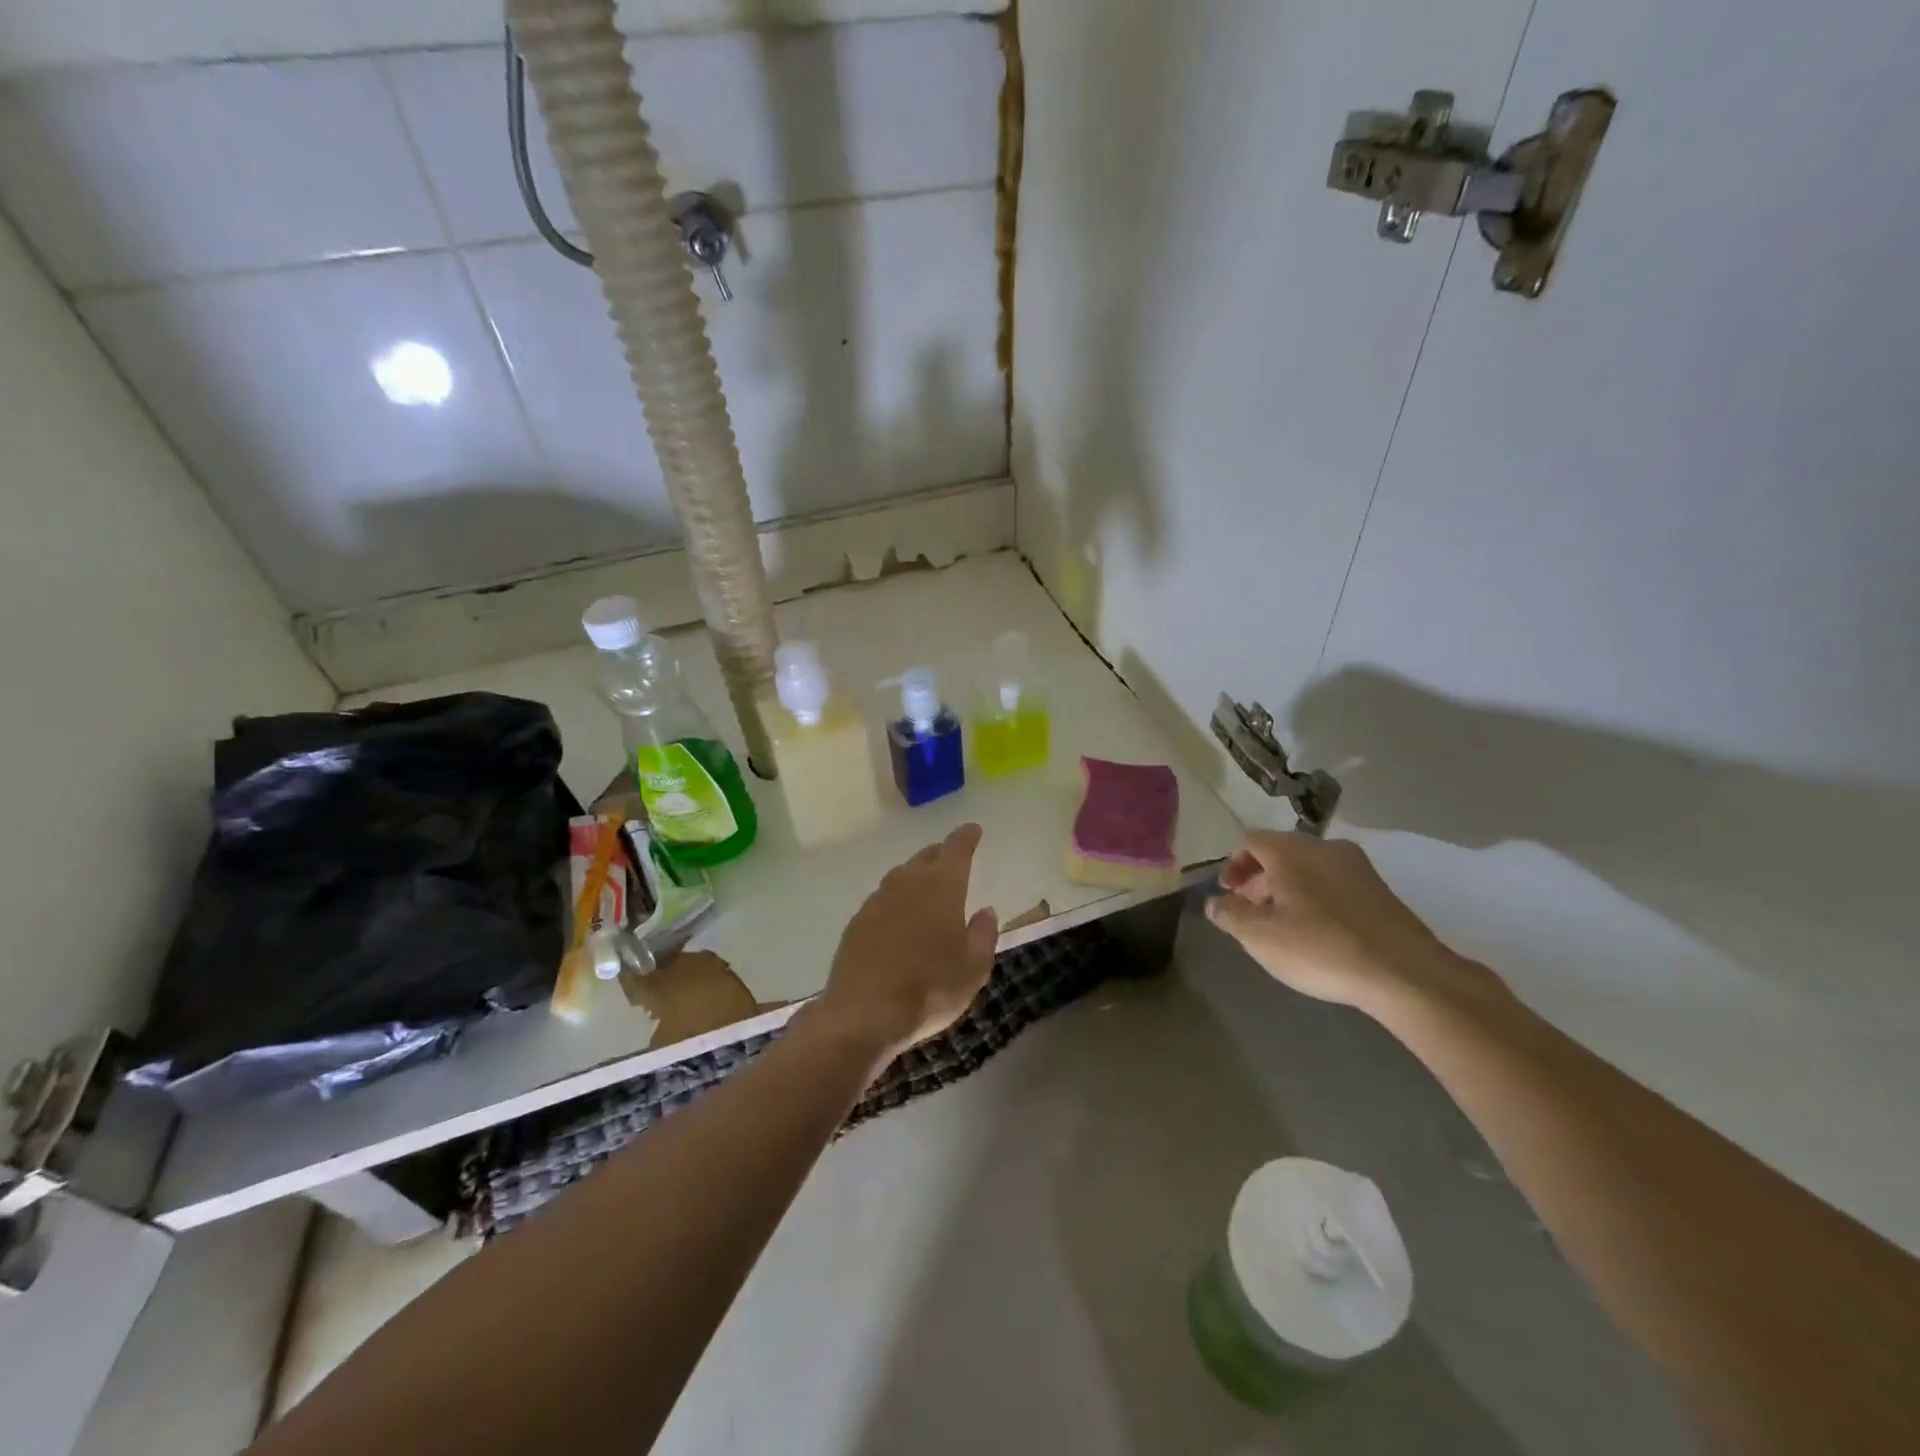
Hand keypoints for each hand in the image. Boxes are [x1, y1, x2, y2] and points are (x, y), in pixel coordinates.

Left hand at [812, 824, 998, 1060]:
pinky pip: (884, 899)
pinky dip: (897, 901)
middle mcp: (907, 882)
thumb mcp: (973, 968)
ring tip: (928, 889)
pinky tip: (900, 920)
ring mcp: (878, 900)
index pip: (957, 849)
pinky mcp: (857, 921)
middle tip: (953, 859)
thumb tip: (985, 911)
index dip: (967, 837)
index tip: (973, 829)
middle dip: (942, 854)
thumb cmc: (930, 989)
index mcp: (942, 886)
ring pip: (902, 876)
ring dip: (917, 876)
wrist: (864, 1013)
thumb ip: (983, 934)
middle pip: (927, 857)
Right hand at [1205, 832, 1499, 1015]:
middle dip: (1259, 878)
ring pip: (1309, 867)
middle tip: (1251, 911)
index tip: (1228, 895)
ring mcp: (1357, 866)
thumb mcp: (1260, 937)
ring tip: (1283, 924)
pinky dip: (1316, 897)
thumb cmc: (1321, 948)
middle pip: (1280, 851)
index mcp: (1291, 851)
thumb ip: (1230, 915)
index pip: (1251, 841)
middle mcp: (1324, 847)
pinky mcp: (1380, 890)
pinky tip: (1317, 931)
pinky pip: (1334, 882)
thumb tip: (1214, 903)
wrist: (1406, 973)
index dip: (1233, 865)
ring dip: (1288, 888)